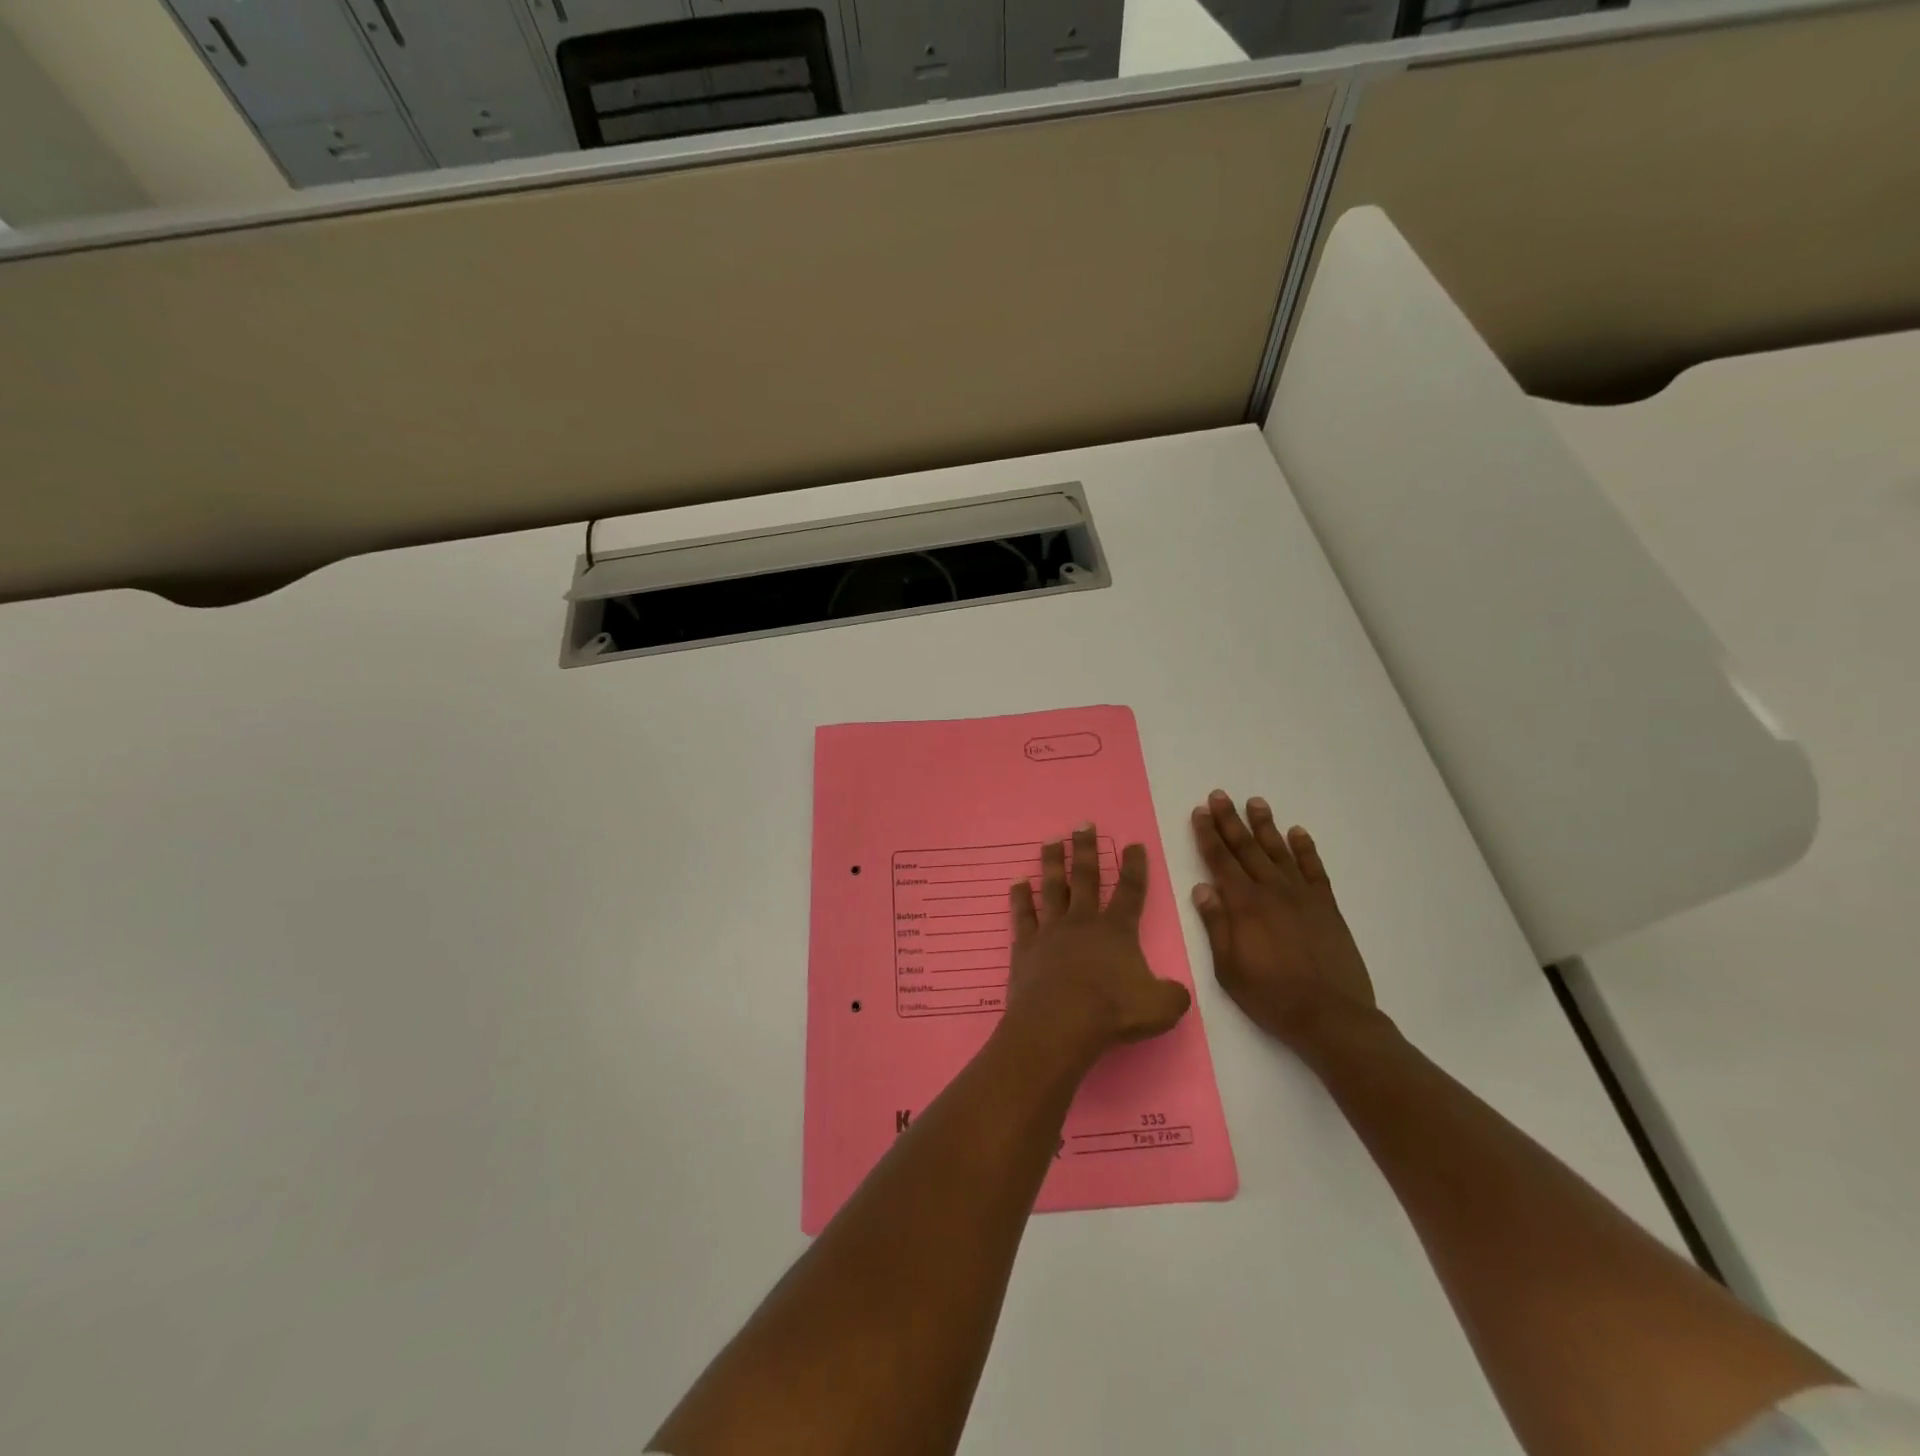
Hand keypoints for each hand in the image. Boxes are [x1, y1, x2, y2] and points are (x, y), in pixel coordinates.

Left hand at [1004, 824, 1191, 1066]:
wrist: (1059, 1022)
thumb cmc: (1112, 1011)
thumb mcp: (1161, 1008)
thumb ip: (1172, 995)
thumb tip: (1175, 992)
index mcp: (1117, 930)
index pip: (1130, 891)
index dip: (1134, 867)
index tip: (1133, 844)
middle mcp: (1083, 921)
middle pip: (1086, 877)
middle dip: (1086, 849)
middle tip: (1083, 824)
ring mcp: (1051, 931)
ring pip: (1052, 887)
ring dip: (1053, 862)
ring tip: (1052, 841)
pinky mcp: (1026, 946)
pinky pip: (1023, 915)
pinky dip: (1020, 897)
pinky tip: (1017, 882)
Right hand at [1190, 791, 1377, 1051]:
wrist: (1331, 1017)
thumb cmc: (1271, 996)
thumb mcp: (1228, 968)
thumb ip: (1216, 925)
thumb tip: (1202, 888)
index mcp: (1244, 905)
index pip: (1220, 861)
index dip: (1208, 835)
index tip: (1199, 812)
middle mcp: (1271, 891)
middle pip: (1247, 848)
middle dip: (1230, 820)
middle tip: (1220, 795)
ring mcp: (1302, 896)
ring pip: (1279, 851)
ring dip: (1266, 825)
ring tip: (1255, 802)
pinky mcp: (1327, 907)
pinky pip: (1315, 869)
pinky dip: (1305, 849)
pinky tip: (1298, 832)